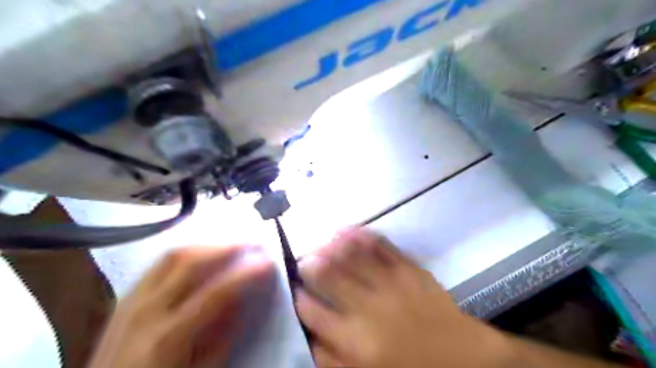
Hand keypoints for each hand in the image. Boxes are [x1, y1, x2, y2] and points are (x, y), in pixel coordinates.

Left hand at [86, 245, 274, 367]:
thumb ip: (223, 335)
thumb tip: (243, 299)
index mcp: (168, 337)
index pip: (217, 292)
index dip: (246, 273)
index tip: (268, 261)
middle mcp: (147, 310)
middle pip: (189, 262)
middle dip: (226, 247)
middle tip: (252, 243)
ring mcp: (132, 299)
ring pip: (172, 255)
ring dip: (207, 245)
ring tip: (231, 244)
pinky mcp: (126, 296)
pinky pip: (159, 263)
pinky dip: (186, 252)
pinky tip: (201, 254)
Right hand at [296, 230, 505, 367]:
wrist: (464, 360)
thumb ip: (332, 359)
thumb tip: (309, 335)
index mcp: (354, 339)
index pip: (312, 311)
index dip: (298, 297)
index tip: (295, 289)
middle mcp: (368, 307)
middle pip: (328, 276)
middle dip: (310, 265)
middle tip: (304, 260)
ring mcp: (390, 283)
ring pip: (351, 256)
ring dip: (331, 246)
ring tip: (321, 242)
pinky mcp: (409, 269)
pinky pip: (381, 246)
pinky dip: (362, 235)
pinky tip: (348, 229)